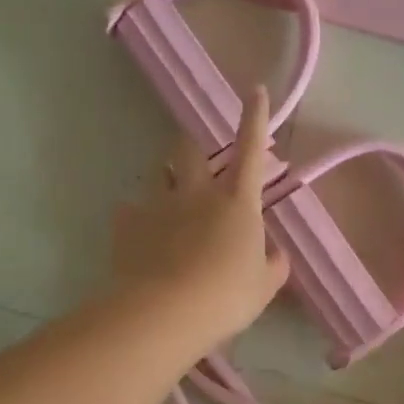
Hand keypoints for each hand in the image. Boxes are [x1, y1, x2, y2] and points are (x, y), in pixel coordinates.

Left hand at [111, 85, 291, 350]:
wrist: (164, 313)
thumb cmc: (226, 296)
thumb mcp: (265, 285)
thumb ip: (274, 263)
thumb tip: (275, 252)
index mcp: (237, 201)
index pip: (251, 149)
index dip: (255, 117)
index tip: (255, 90)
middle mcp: (197, 192)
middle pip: (191, 150)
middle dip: (193, 147)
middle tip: (196, 161)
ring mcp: (158, 205)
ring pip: (159, 175)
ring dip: (167, 181)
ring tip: (169, 203)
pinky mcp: (127, 224)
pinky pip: (130, 210)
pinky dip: (137, 218)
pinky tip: (141, 237)